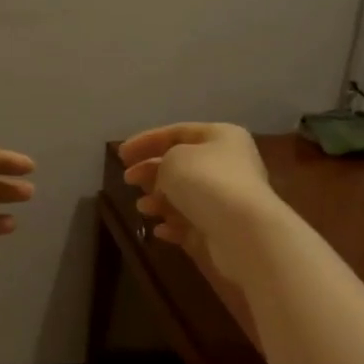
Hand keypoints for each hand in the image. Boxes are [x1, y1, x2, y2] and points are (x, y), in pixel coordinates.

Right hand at [117, 123, 276, 287]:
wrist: (243, 231)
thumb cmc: (206, 183)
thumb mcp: (173, 160)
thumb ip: (161, 161)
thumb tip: (163, 178)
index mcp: (221, 137)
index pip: (177, 132)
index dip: (146, 141)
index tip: (120, 155)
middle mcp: (228, 164)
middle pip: (182, 164)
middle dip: (151, 172)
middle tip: (128, 180)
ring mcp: (227, 198)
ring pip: (185, 195)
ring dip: (160, 200)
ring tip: (142, 208)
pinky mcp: (223, 228)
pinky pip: (192, 222)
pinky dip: (174, 224)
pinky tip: (160, 230)